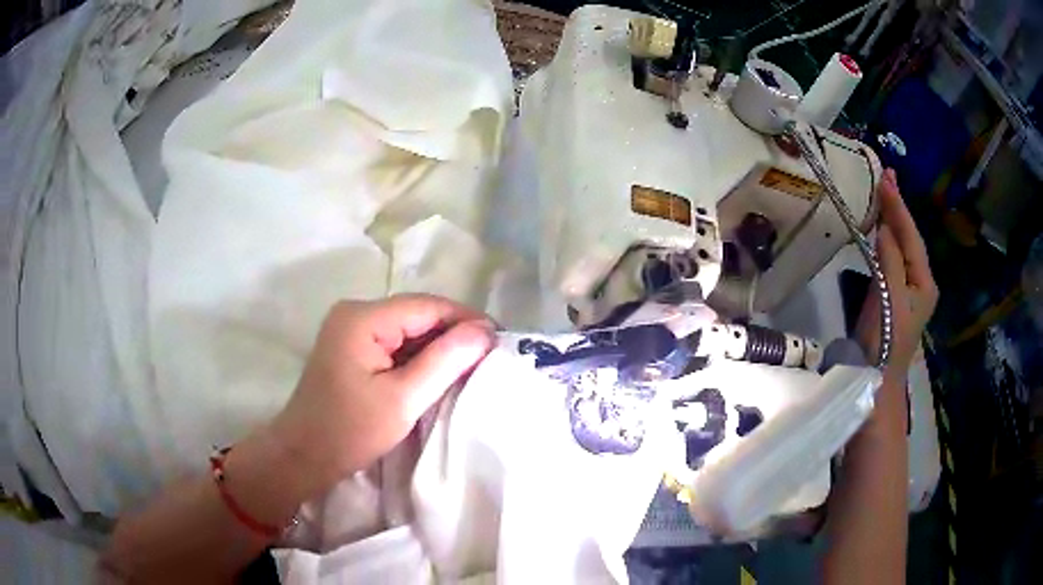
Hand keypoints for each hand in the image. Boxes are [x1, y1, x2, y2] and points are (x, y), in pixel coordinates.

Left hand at [269, 294, 494, 495]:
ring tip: (473, 364)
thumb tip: (484, 331)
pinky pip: (394, 343)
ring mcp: (351, 330)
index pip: (427, 306)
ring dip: (438, 346)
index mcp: (363, 317)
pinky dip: (419, 356)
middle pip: (417, 313)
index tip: (500, 340)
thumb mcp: (403, 399)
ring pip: (408, 329)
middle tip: (490, 355)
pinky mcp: (352, 348)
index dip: (466, 319)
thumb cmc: (350, 431)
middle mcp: (356, 312)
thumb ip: (444, 360)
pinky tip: (439, 372)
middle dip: (454, 333)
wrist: (303, 455)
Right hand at [855, 169, 937, 381]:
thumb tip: (886, 228)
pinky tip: (879, 226)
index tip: (886, 177)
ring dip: (891, 219)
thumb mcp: (890, 299)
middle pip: (909, 238)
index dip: (899, 207)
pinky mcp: (892, 294)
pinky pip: (891, 257)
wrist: (875, 378)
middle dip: (898, 208)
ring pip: (900, 246)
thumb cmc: (886, 341)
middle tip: (887, 175)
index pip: (911, 236)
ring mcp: (906, 288)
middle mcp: (920, 281)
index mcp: (924, 281)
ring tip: (883, 193)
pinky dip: (884, 237)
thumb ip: (891, 261)